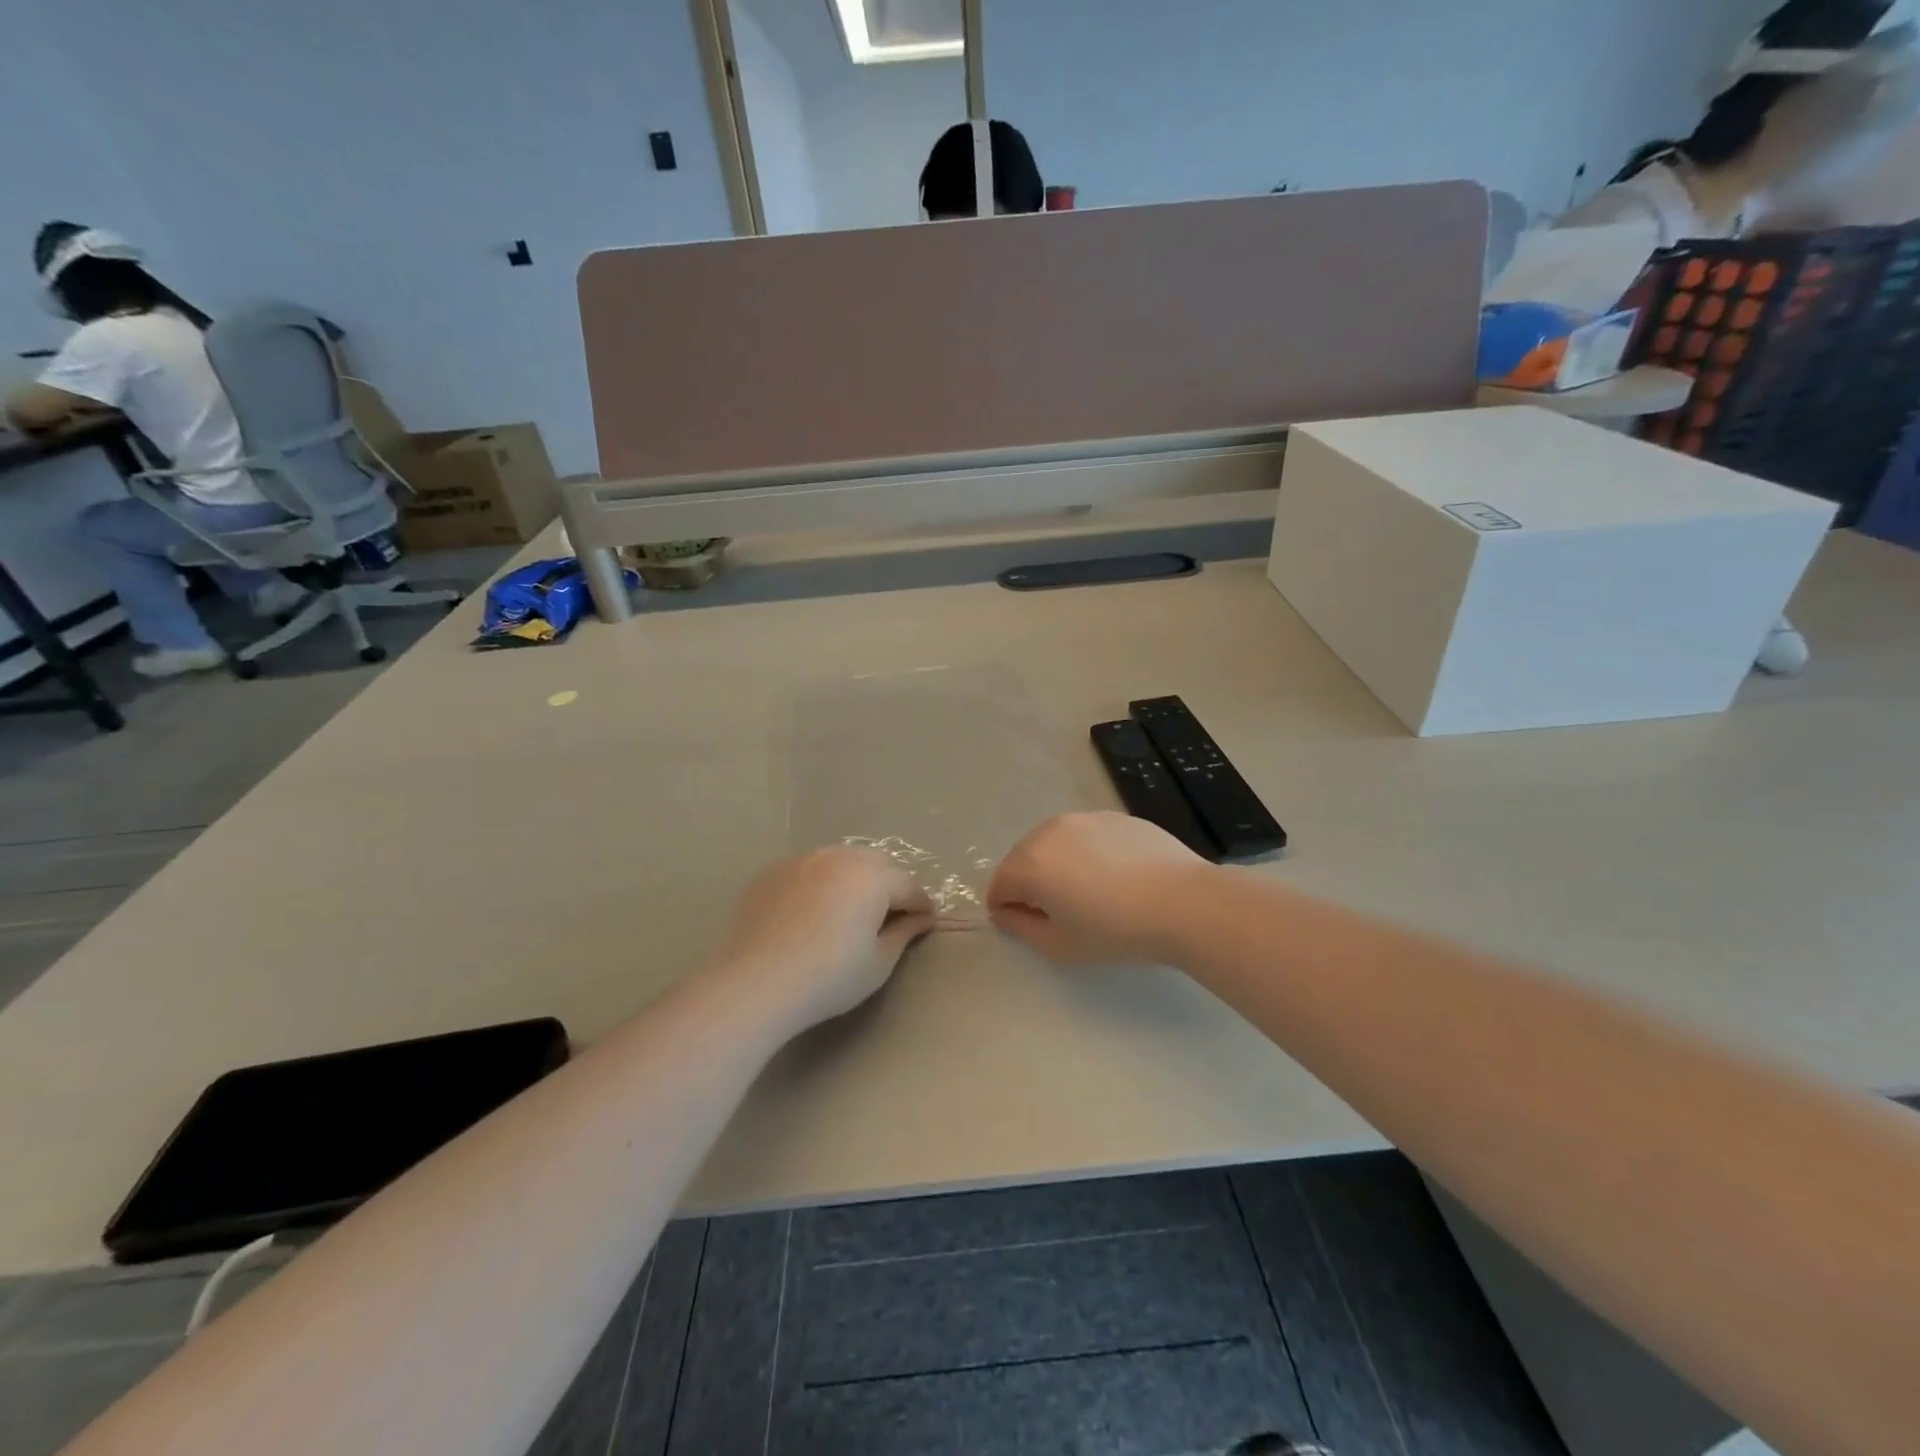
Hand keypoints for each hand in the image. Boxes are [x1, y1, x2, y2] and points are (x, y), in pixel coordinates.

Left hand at [715, 846, 935, 1031]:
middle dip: (890, 885)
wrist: (757, 983)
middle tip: (889, 915)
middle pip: (877, 864)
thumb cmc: (829, 977)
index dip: (921, 906)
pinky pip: (809, 870)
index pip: (909, 886)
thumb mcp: (878, 963)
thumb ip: (904, 933)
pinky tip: (812, 911)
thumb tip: (920, 918)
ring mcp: (803, 860)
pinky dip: (820, 883)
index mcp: (873, 876)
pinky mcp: (774, 871)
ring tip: (850, 909)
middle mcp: (840, 857)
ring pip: (841, 860)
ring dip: (854, 879)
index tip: (925, 924)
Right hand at [988, 812, 1212, 964]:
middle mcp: (1050, 831)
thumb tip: (1005, 911)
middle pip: (1023, 858)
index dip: (1006, 909)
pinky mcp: (1114, 816)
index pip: (999, 884)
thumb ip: (1020, 927)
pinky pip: (1086, 836)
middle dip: (1029, 883)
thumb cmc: (1115, 930)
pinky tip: (1116, 876)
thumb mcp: (1059, 945)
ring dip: (1057, 864)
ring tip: (1088, 891)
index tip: (1029, 926)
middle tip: (1058, 911)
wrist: (1182, 902)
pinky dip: (1087, 853)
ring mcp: (1084, 818)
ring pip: (1055, 843)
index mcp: (1030, 863)